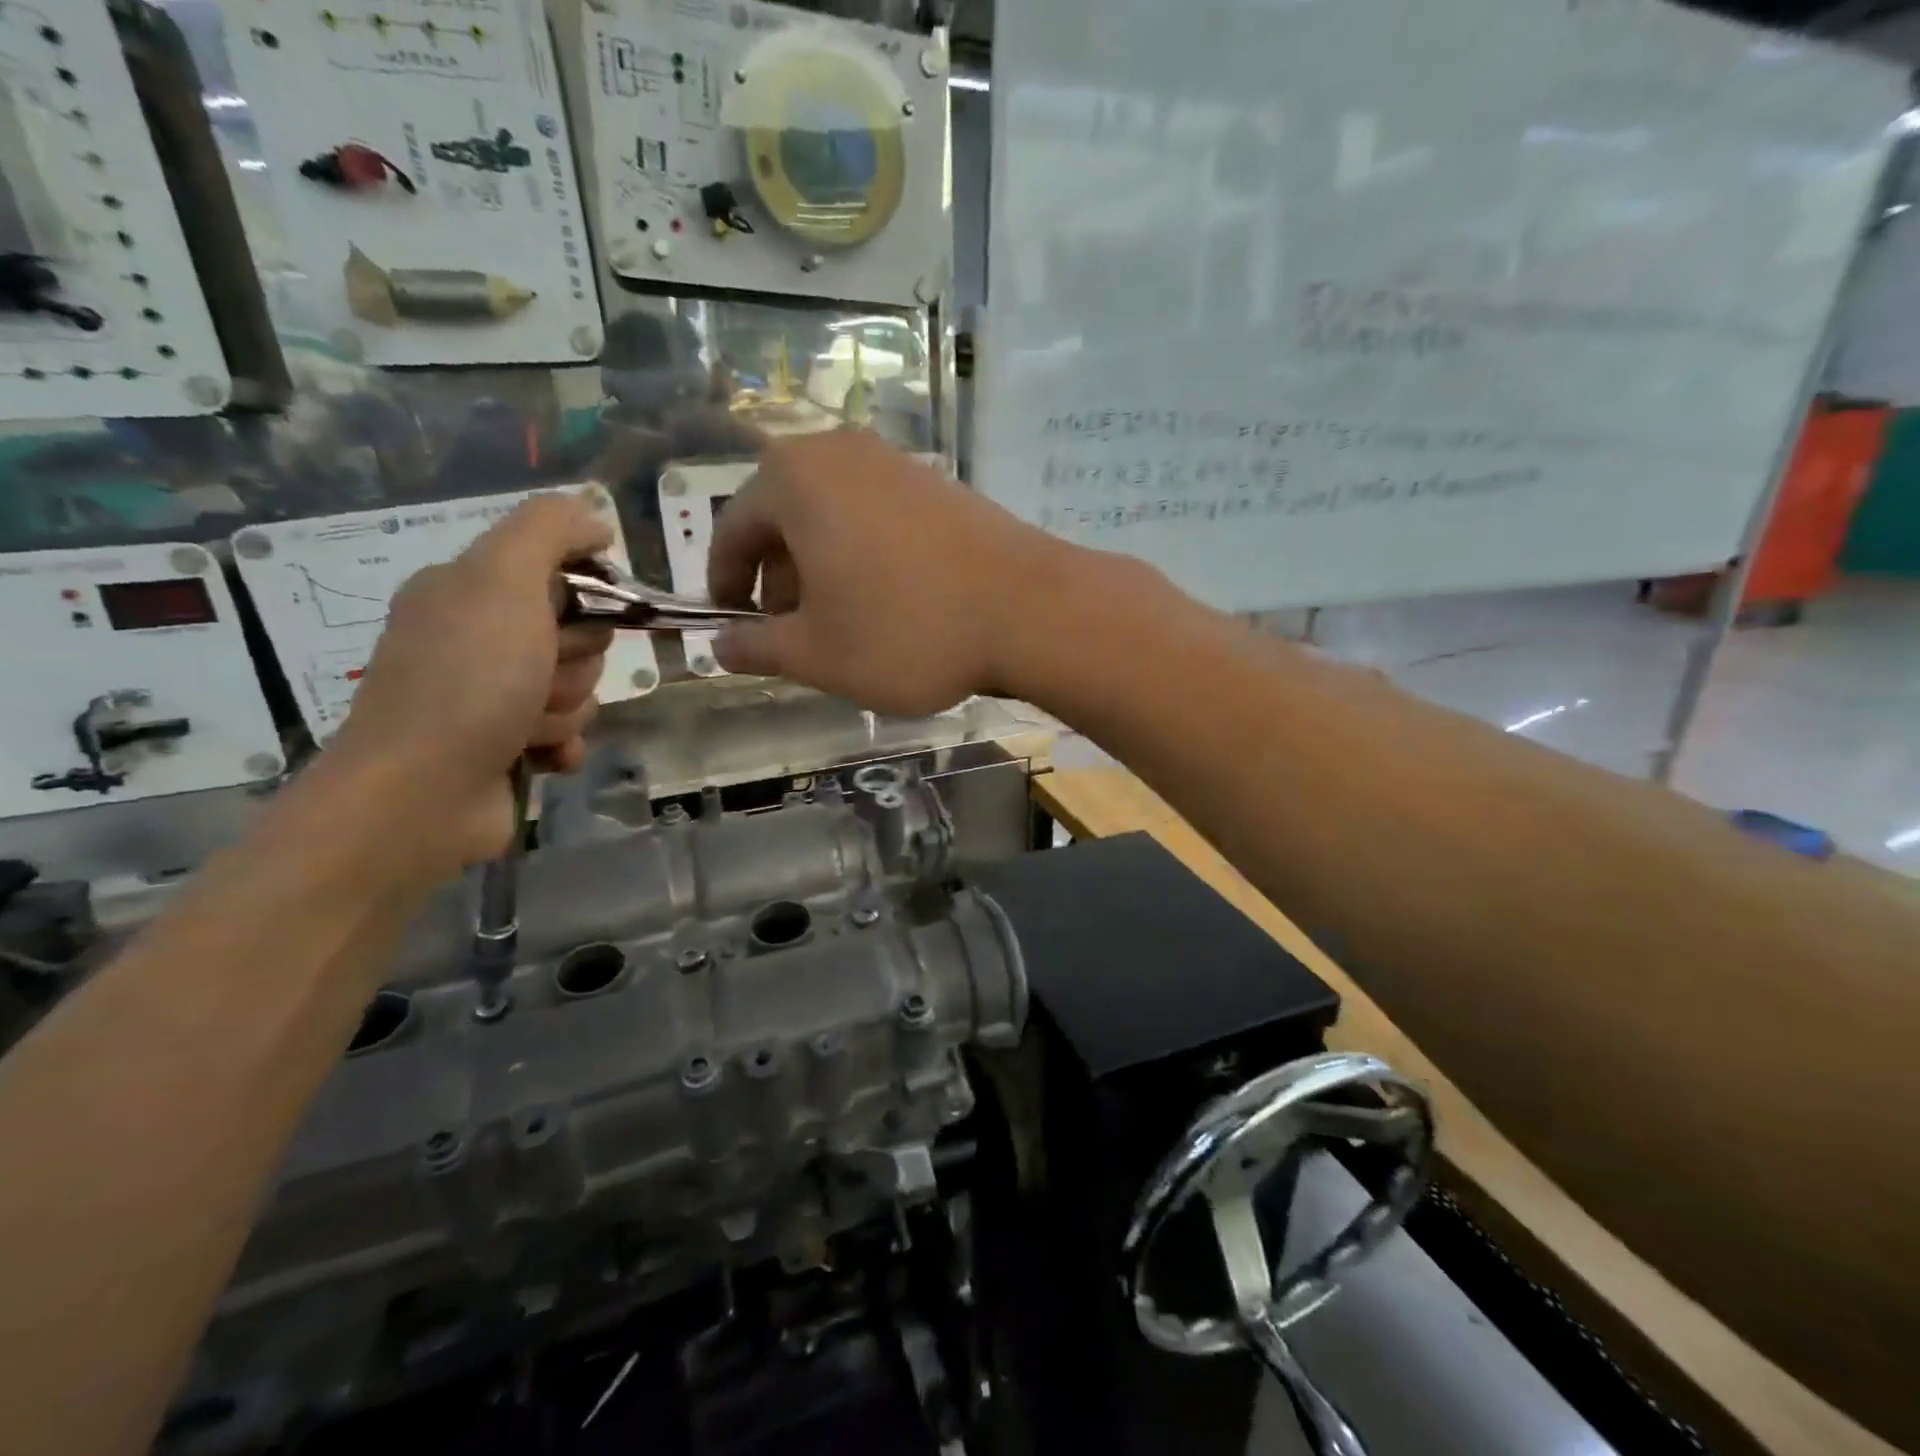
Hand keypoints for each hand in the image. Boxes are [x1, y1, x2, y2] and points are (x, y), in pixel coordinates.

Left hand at [325, 494, 614, 872]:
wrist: (421, 794)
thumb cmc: (467, 680)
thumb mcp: (504, 581)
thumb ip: (549, 530)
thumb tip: (595, 518)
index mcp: (469, 591)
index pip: (563, 575)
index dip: (587, 597)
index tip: (582, 617)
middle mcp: (477, 639)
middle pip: (578, 637)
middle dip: (575, 663)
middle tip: (538, 678)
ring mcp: (489, 697)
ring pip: (577, 689)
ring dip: (565, 710)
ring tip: (526, 728)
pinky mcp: (505, 746)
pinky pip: (567, 734)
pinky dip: (561, 745)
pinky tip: (539, 758)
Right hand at [708, 431, 1080, 714]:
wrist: (1028, 609)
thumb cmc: (905, 631)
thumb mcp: (816, 654)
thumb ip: (757, 648)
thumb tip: (721, 646)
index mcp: (793, 480)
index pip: (733, 530)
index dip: (725, 583)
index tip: (733, 625)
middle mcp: (839, 454)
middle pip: (783, 517)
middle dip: (777, 578)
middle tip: (790, 633)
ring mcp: (895, 463)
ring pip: (831, 517)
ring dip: (820, 569)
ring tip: (839, 623)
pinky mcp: (937, 483)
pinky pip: (875, 516)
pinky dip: (862, 555)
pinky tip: (887, 601)